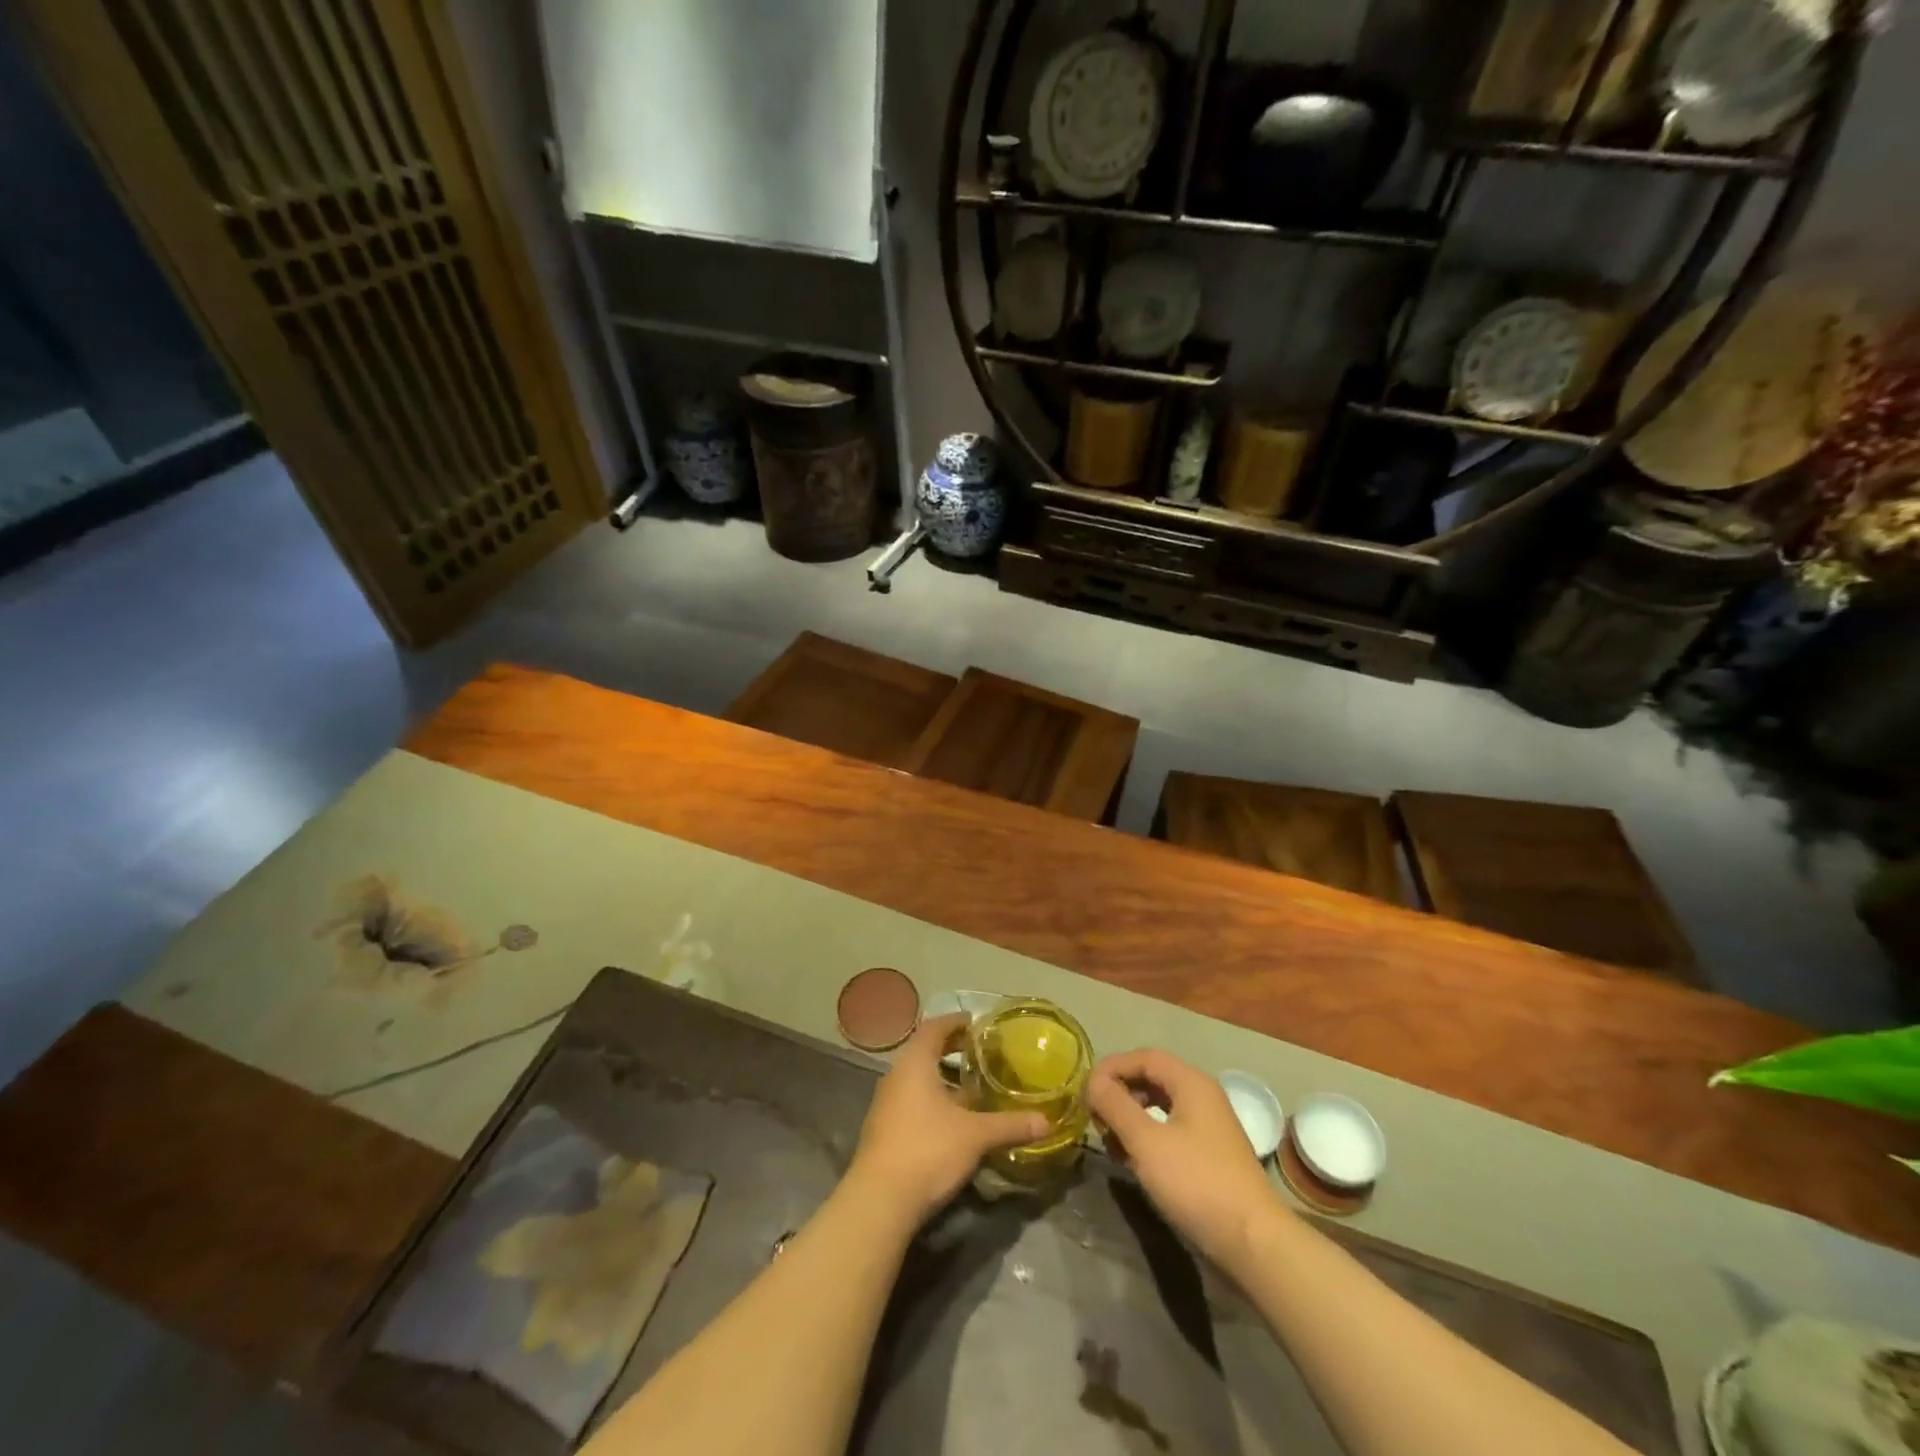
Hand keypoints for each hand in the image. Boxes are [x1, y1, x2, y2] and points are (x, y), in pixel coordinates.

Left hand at [847, 1014, 1050, 1225]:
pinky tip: (953, 1120)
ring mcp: (886, 1104)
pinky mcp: (884, 1130)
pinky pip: (912, 1101)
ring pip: (918, 1079)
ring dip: (943, 1079)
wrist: (879, 1201)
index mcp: (915, 1063)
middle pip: (925, 1051)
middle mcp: (896, 1075)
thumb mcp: (975, 1136)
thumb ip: (1009, 1125)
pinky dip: (933, 1101)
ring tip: (972, 1088)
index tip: (977, 1024)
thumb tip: (1046, 1122)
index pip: (934, 1027)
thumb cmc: (928, 1150)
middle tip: (980, 1054)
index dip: (956, 1022)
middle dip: (951, 1050)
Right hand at [1086, 1048, 1283, 1270]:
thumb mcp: (1146, 1141)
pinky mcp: (1209, 1156)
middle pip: (1152, 1079)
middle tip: (1096, 1117)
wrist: (1253, 1242)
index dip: (1112, 1067)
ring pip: (1159, 1107)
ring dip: (1130, 1118)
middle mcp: (1202, 1096)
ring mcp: (1208, 1127)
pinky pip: (1169, 1131)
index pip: (1144, 1057)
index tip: (1086, 1089)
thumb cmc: (1196, 1182)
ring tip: (1110, 1142)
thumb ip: (1116, 1105)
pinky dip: (1146, 1138)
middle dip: (1120, 1094)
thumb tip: (1093, 1081)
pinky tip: (1133, 1161)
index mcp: (1191, 1082)